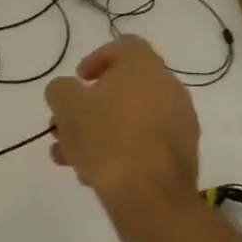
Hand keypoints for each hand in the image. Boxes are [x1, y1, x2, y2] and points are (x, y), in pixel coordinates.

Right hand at [45, 36, 201, 211]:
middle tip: (66, 125)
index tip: (79, 81)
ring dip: (99, 131)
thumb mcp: (66, 105)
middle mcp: (169, 89)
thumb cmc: (106, 137)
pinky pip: (144, 142)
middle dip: (89, 106)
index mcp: (145, 68)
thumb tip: (67, 92)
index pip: (125, 46)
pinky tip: (94, 173)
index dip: (97, 59)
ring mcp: (180, 123)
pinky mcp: (181, 155)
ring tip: (71, 156)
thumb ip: (60, 89)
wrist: (149, 195)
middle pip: (123, 88)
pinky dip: (120, 149)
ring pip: (130, 119)